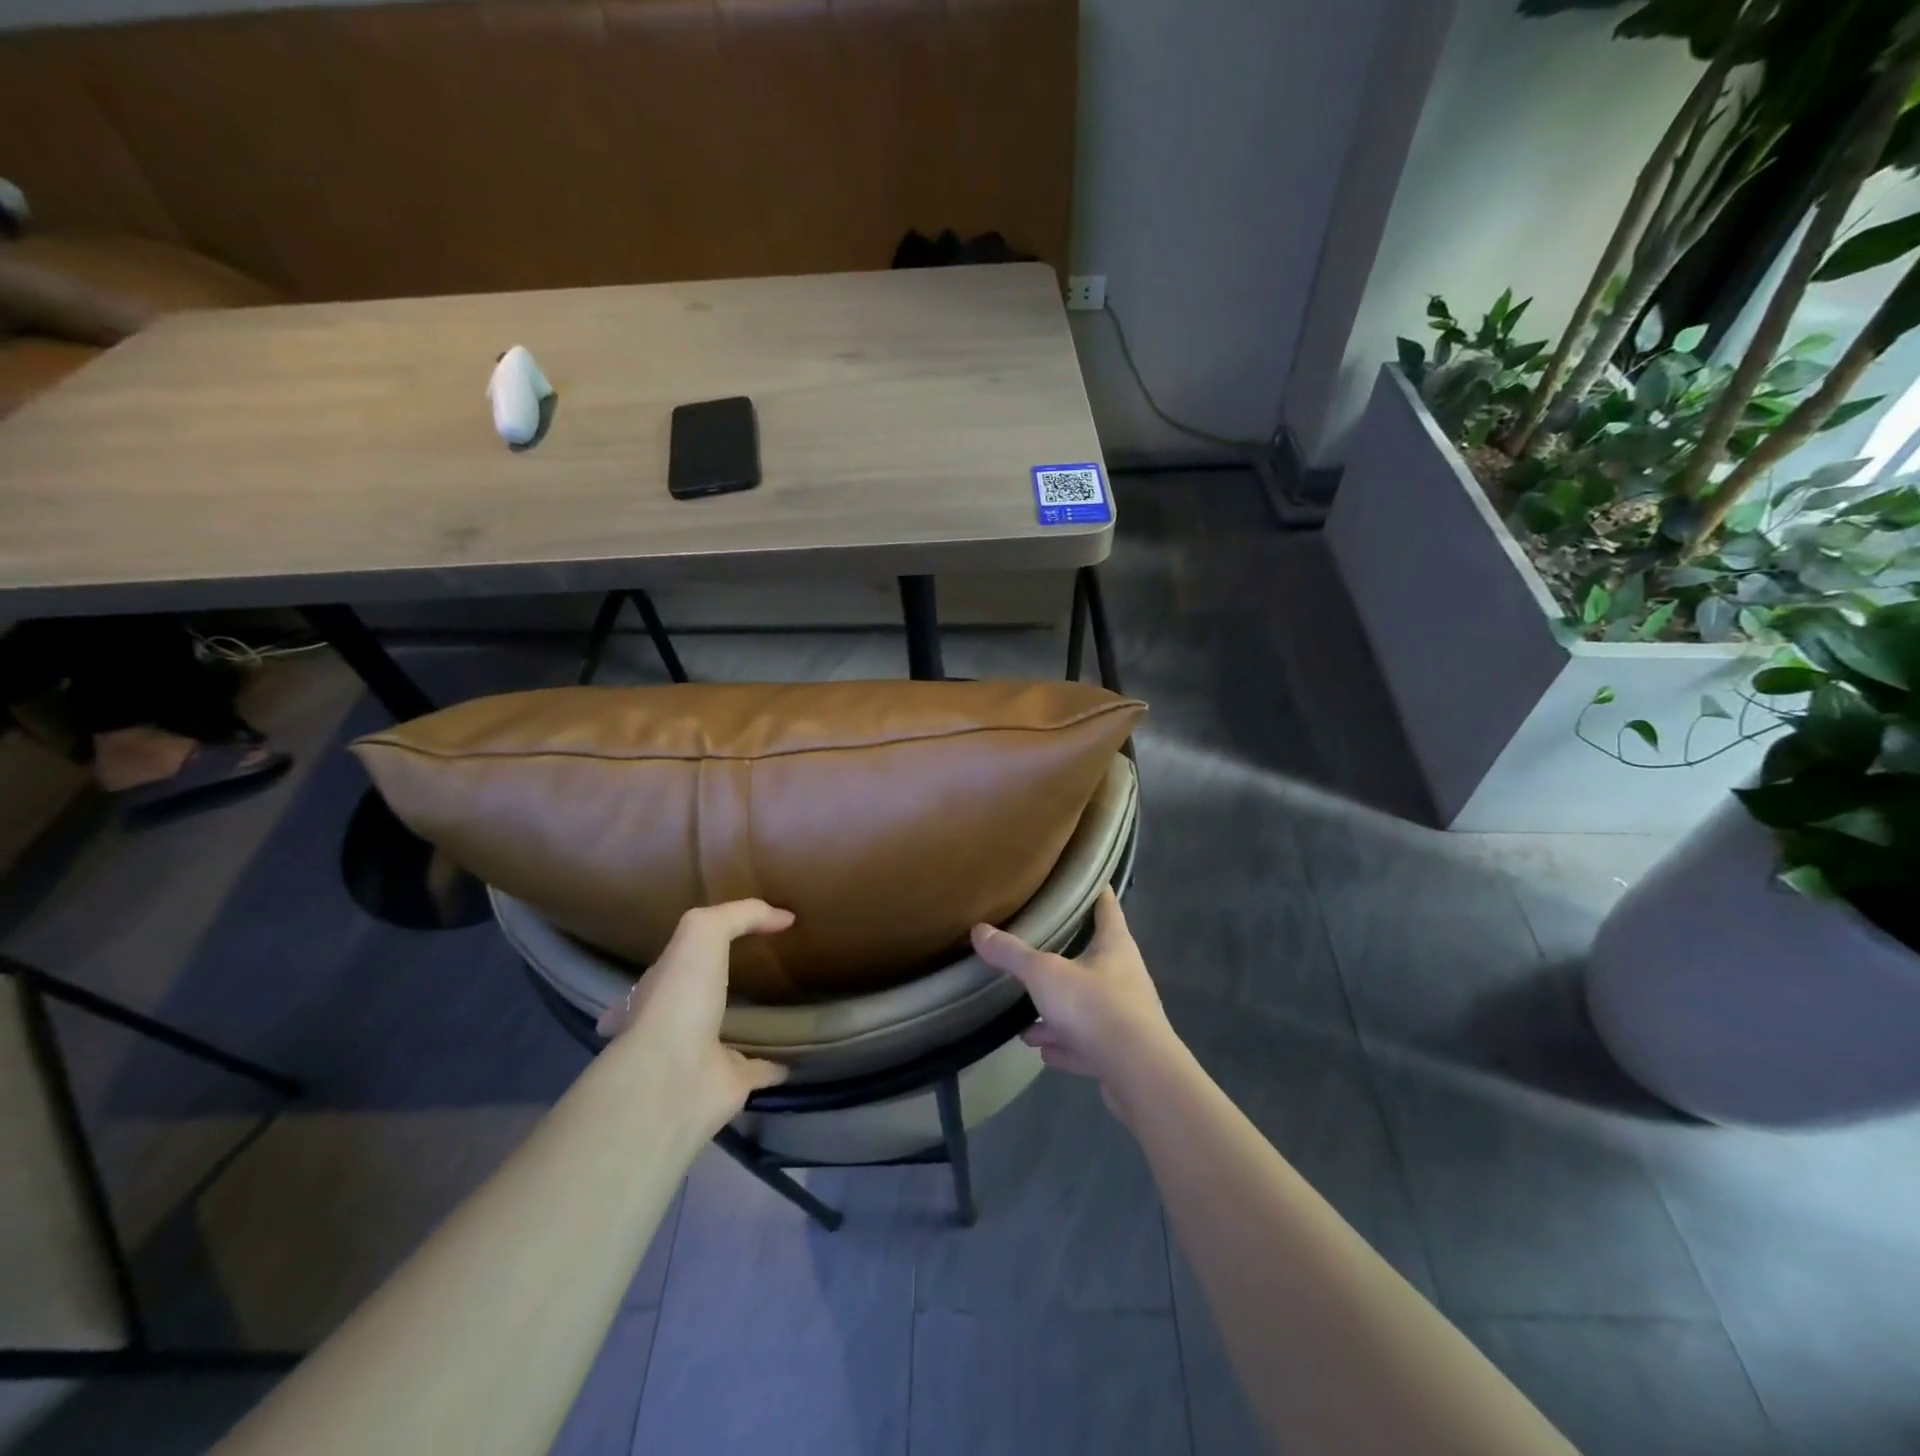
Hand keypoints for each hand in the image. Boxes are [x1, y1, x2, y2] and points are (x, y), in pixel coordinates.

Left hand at [596, 900, 793, 1131]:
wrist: (673, 1080)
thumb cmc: (679, 999)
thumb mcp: (702, 932)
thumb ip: (740, 915)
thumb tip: (784, 916)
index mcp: (660, 986)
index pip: (674, 961)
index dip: (693, 948)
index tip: (723, 936)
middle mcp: (676, 1022)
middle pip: (700, 999)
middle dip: (718, 986)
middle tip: (755, 970)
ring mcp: (704, 1055)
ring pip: (732, 1033)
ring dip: (751, 1023)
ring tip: (782, 1005)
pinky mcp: (734, 1084)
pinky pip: (762, 1069)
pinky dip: (778, 1063)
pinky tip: (800, 1052)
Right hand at [970, 888, 1184, 1117]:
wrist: (1139, 1075)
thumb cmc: (1096, 1007)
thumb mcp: (1045, 974)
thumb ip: (1013, 954)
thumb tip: (978, 930)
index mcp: (1115, 945)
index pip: (1106, 905)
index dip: (1093, 889)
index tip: (1077, 878)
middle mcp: (1124, 975)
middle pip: (1094, 956)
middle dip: (1064, 955)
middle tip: (1036, 949)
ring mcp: (1125, 1016)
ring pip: (1086, 1005)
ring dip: (1058, 1011)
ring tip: (1026, 1017)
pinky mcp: (1120, 1053)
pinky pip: (1086, 1042)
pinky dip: (1065, 1044)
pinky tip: (1042, 1050)